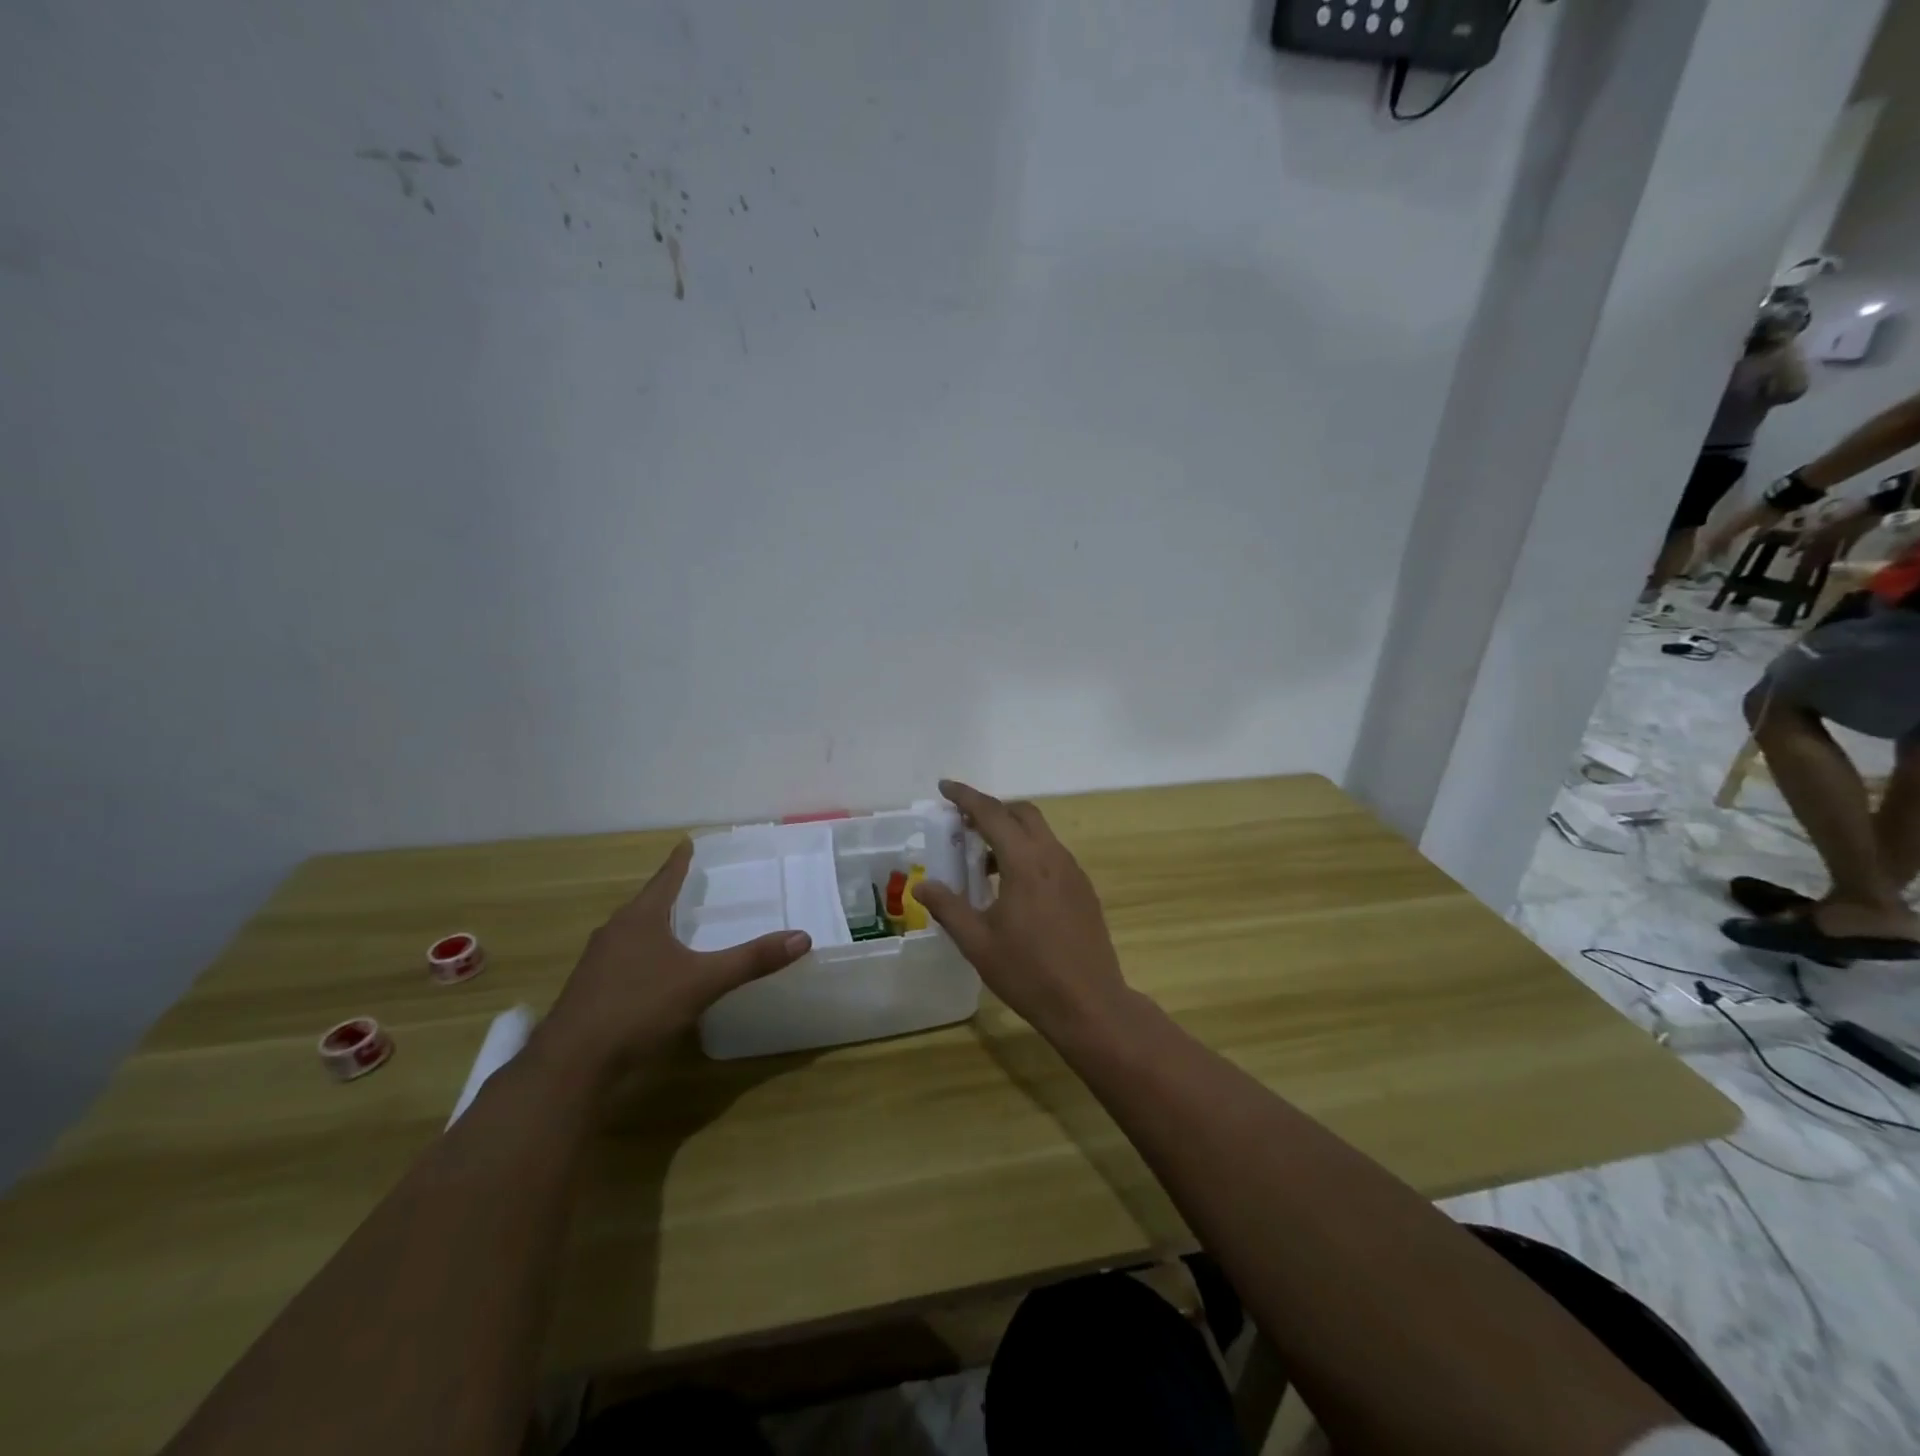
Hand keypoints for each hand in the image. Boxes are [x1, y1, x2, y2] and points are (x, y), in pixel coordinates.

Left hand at [537, 840, 810, 1073]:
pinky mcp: (591, 993)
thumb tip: (802, 937)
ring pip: (632, 934)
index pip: (664, 878)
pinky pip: (623, 961)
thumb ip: (751, 960)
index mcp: (639, 919)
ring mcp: (597, 964)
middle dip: (667, 894)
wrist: (571, 1067)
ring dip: (654, 926)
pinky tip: (657, 973)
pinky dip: (644, 956)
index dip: (679, 861)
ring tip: (678, 926)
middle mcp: (614, 933)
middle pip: (645, 904)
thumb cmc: (637, 1009)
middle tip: (692, 885)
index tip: (687, 843)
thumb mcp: (703, 982)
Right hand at [911, 780, 1131, 1039]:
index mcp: (1025, 862)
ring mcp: (1073, 872)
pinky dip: (1028, 854)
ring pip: (1040, 834)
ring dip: (1011, 834)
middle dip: (992, 810)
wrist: (1090, 1004)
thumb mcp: (978, 942)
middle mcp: (1053, 857)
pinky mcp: (1083, 890)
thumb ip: (948, 908)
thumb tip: (922, 886)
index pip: (992, 813)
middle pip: (1022, 814)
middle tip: (963, 825)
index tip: (944, 787)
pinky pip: (1052, 855)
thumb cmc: (1028, 973)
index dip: (966, 797)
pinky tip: (1013, 888)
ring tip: (983, 863)